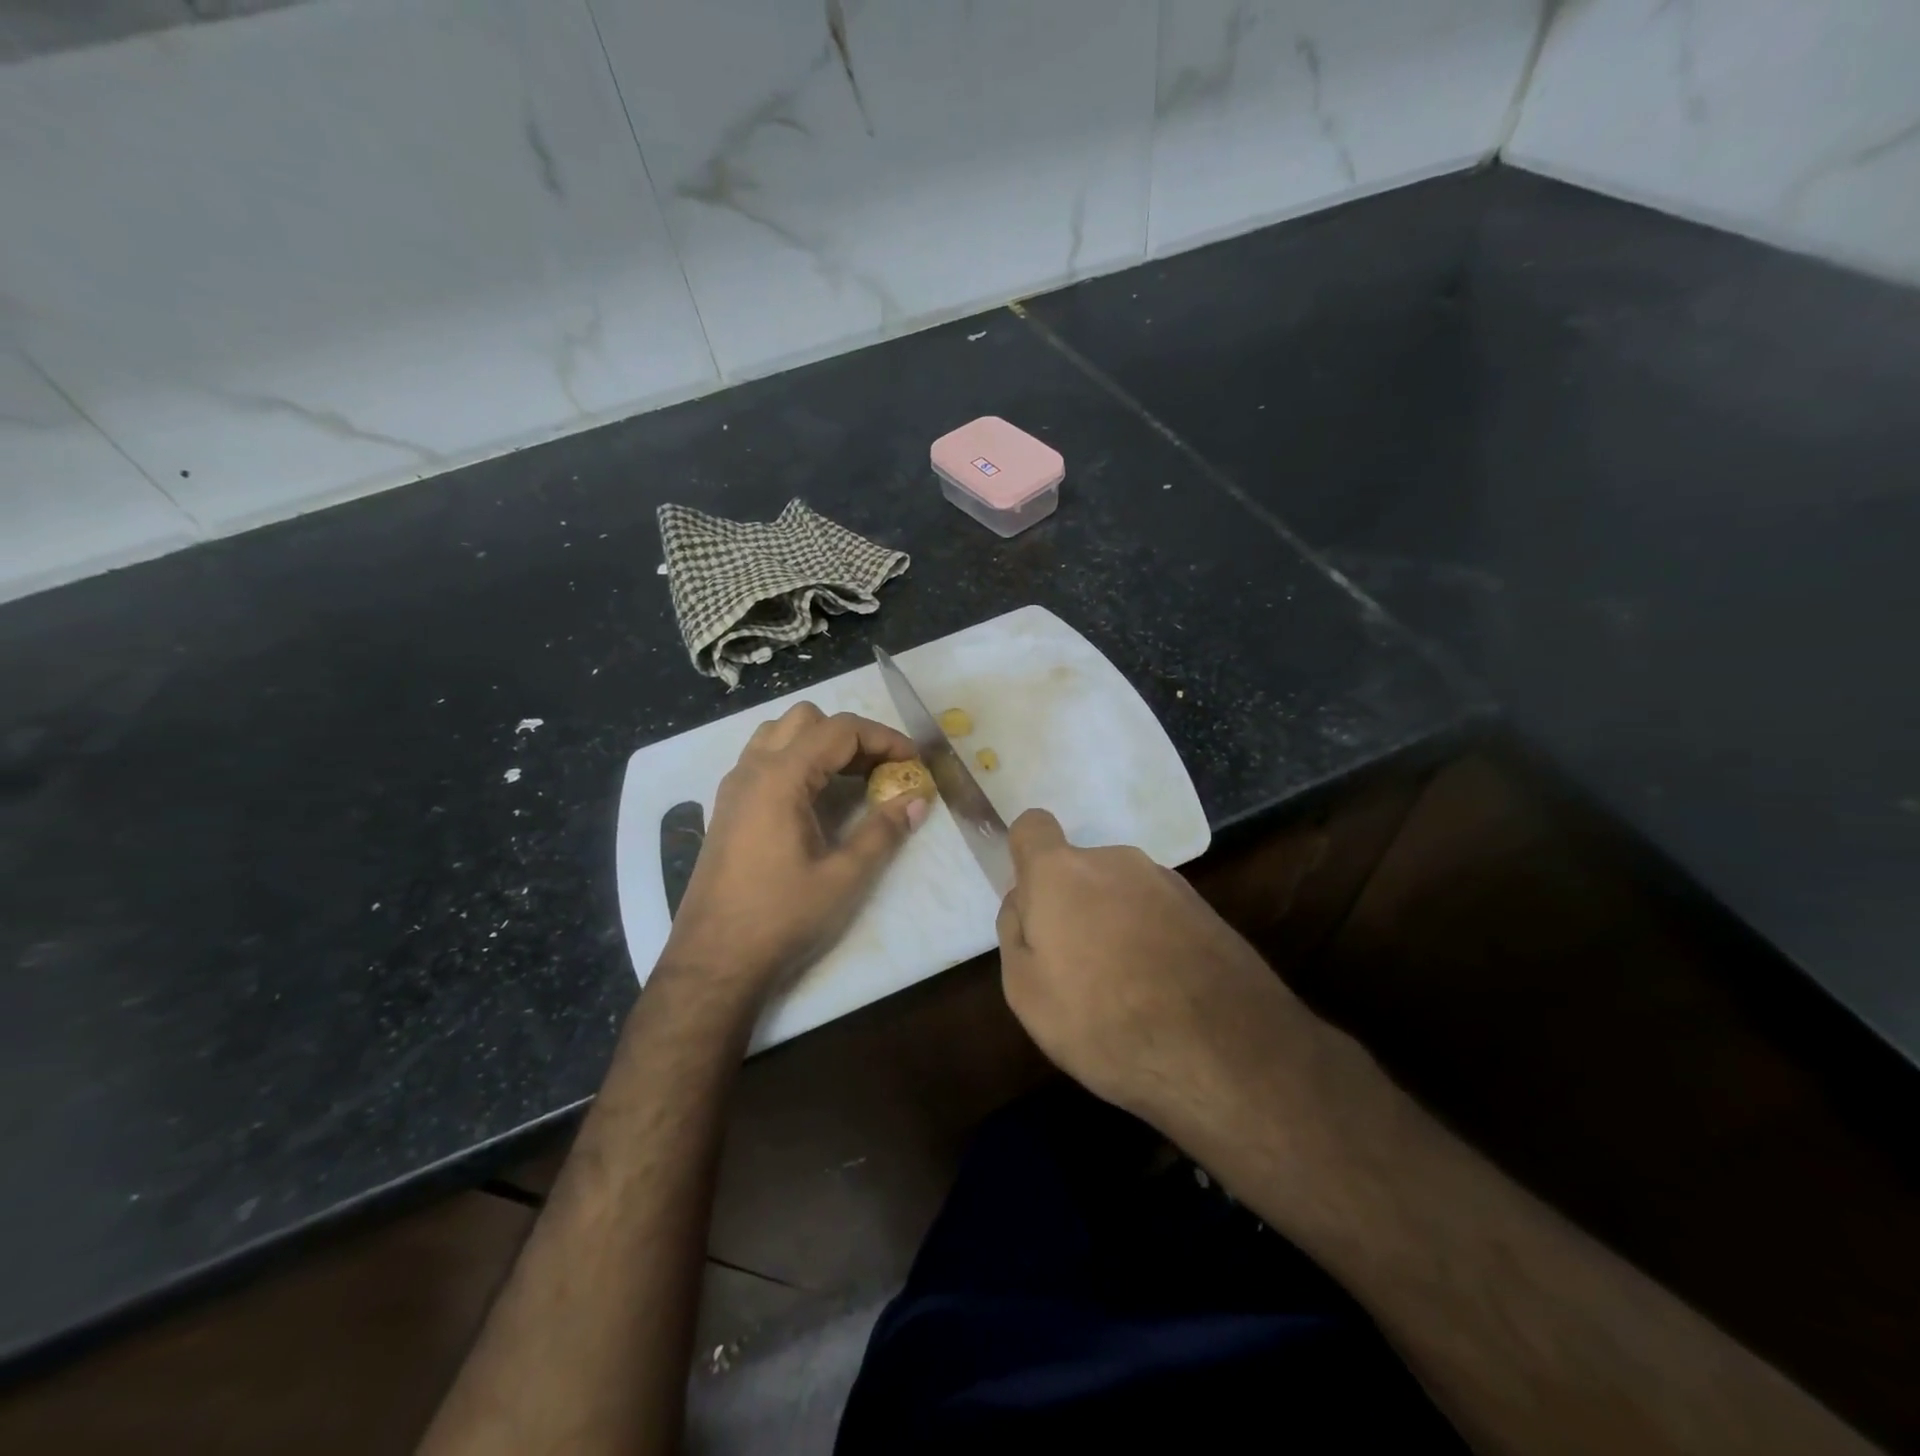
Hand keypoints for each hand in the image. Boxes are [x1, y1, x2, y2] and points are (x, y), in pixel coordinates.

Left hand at [661, 703, 927, 1004]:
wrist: (713, 960)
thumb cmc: (781, 917)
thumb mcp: (843, 877)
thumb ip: (883, 832)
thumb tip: (917, 801)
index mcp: (780, 778)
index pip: (839, 730)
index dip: (883, 738)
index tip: (913, 761)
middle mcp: (752, 769)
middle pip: (807, 720)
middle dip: (851, 735)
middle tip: (882, 769)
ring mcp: (734, 786)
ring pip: (780, 733)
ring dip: (820, 742)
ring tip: (851, 777)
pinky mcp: (727, 806)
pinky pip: (763, 758)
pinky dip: (796, 758)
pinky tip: (815, 797)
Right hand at [995, 809, 1315, 1128]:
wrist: (1225, 1053)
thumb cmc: (1104, 1021)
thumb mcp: (1026, 992)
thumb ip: (1014, 933)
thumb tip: (1023, 902)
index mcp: (1063, 873)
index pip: (1033, 827)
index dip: (1026, 857)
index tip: (1032, 903)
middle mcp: (1116, 861)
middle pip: (1079, 871)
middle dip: (1072, 907)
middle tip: (1075, 969)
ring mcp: (1167, 882)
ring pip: (1121, 893)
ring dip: (1114, 925)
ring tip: (1124, 991)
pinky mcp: (1206, 910)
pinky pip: (1158, 915)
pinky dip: (1151, 941)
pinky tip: (1161, 994)